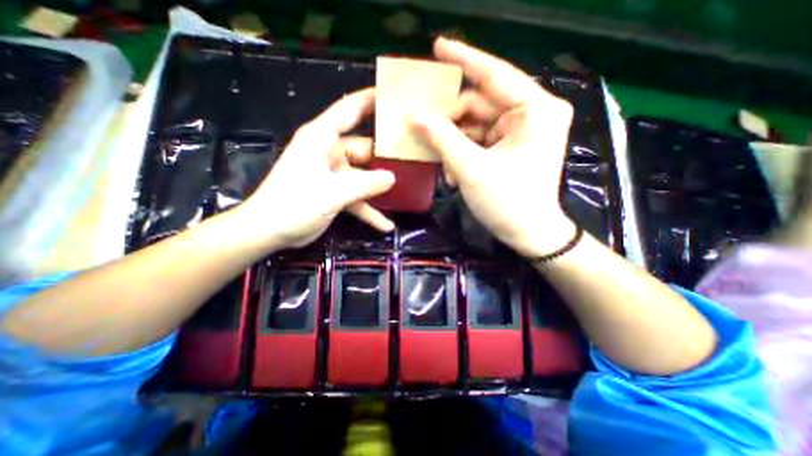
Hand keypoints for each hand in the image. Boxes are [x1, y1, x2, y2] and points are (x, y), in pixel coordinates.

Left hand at [236, 87, 397, 251]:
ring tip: (407, 189)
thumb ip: (364, 184)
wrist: (269, 232)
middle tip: (414, 157)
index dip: (369, 99)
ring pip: (364, 175)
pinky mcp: (335, 192)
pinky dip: (369, 209)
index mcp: (321, 139)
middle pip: (364, 147)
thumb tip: (392, 178)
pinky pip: (357, 198)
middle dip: (386, 156)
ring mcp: (333, 174)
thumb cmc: (294, 205)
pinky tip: (386, 225)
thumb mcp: (332, 193)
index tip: (393, 94)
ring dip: (380, 186)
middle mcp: (329, 152)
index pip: (348, 110)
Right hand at [413, 37, 576, 256]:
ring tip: (443, 165)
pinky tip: (456, 173)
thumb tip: (415, 116)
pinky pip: (480, 140)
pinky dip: (464, 153)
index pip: (494, 75)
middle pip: (480, 104)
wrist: (529, 234)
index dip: (464, 60)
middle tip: (423, 129)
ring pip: (476, 125)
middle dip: (451, 121)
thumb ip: (442, 138)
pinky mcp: (512, 146)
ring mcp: (522, 131)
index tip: (437, 47)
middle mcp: (532, 114)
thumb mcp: (471, 169)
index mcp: (535, 110)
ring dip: (455, 144)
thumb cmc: (507, 203)